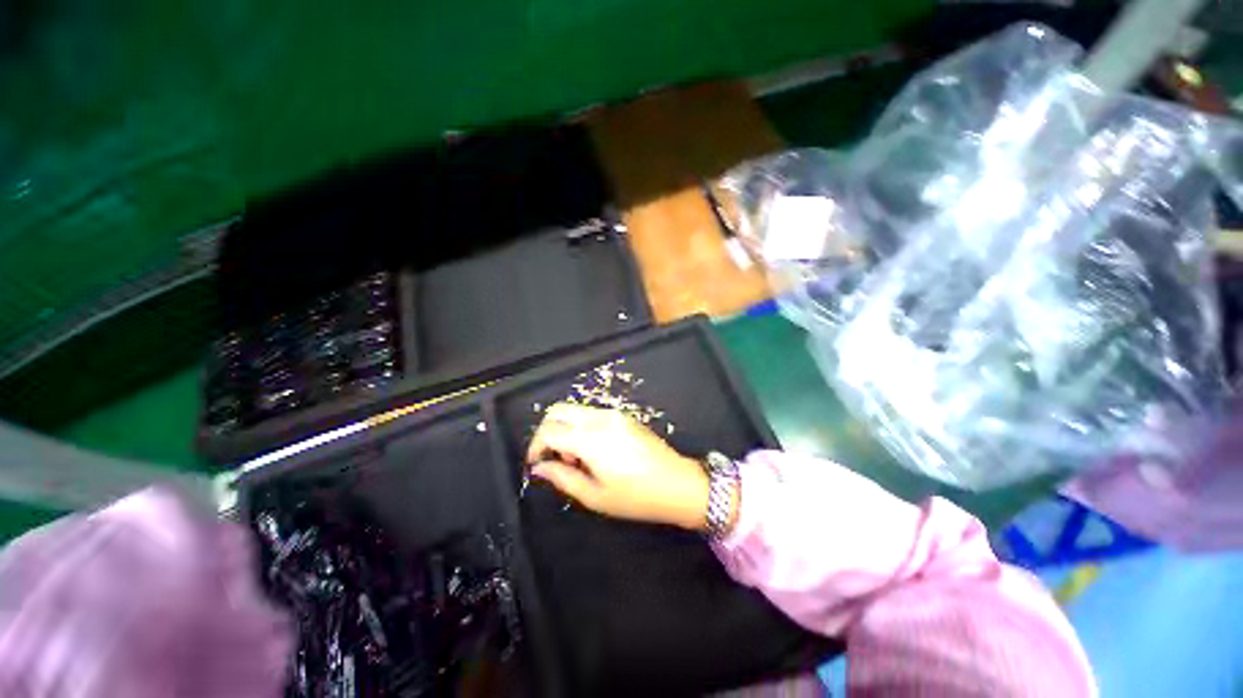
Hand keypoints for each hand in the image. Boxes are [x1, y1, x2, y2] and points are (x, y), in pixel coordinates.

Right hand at [526, 403, 710, 530]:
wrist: (678, 484)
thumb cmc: (636, 497)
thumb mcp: (595, 496)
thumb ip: (563, 478)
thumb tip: (540, 468)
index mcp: (590, 439)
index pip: (549, 431)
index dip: (535, 446)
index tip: (535, 464)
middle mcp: (599, 419)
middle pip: (558, 410)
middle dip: (546, 431)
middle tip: (552, 458)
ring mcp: (613, 414)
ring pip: (575, 410)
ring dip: (565, 429)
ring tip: (576, 460)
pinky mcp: (624, 416)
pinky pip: (592, 413)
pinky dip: (581, 426)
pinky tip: (593, 451)